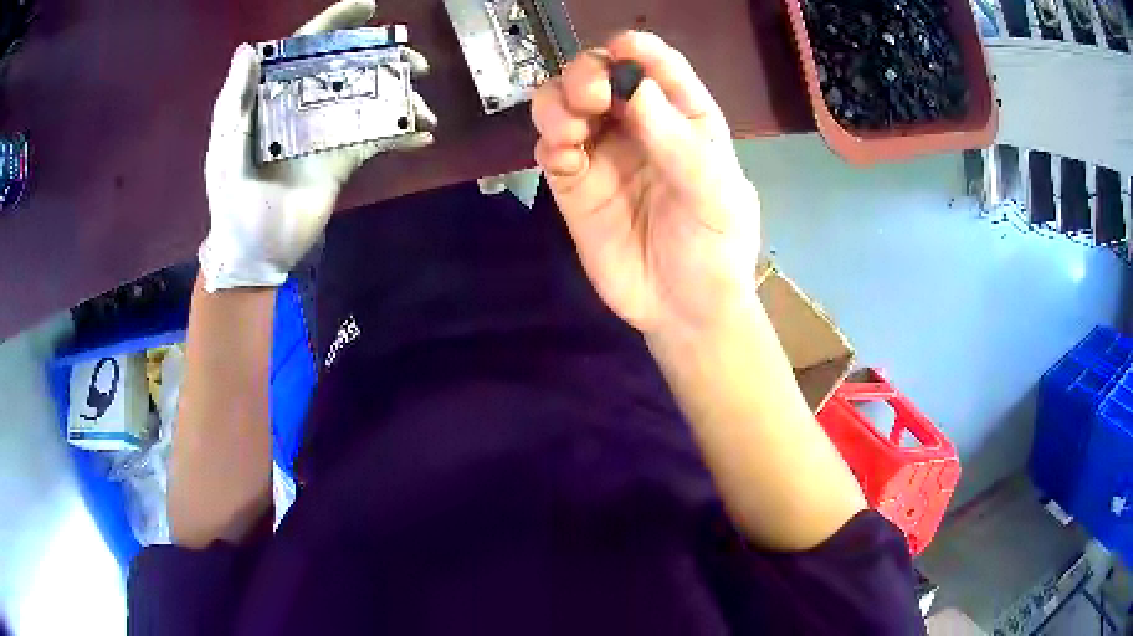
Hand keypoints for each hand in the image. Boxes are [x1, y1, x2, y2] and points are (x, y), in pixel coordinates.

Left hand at [200, 0, 436, 291]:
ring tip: (426, 104)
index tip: (369, 8)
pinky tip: (423, 135)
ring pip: (370, 99)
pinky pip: (378, 139)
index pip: (306, 49)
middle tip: (416, 61)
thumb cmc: (232, 199)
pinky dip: (402, 135)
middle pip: (349, 68)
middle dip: (385, 58)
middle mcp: (305, 105)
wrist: (254, 252)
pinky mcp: (344, 160)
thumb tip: (249, 48)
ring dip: (402, 95)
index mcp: (276, 96)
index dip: (335, 23)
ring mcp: (327, 132)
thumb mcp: (225, 145)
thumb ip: (235, 98)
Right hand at [532, 32, 760, 338]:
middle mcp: (640, 125)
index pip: (658, 66)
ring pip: (564, 104)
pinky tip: (563, 155)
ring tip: (571, 129)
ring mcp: (603, 153)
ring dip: (558, 102)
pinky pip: (550, 148)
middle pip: (601, 74)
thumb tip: (633, 85)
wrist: (684, 311)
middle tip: (591, 96)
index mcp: (685, 118)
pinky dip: (549, 141)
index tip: (621, 49)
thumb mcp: (714, 193)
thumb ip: (677, 141)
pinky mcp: (574, 184)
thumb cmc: (716, 248)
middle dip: (587, 72)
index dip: (637, 49)